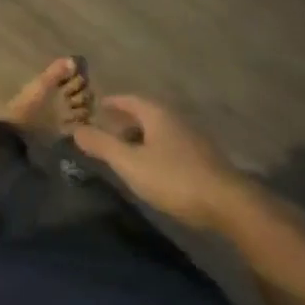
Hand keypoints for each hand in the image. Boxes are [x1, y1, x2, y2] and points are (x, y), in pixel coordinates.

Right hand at [71, 96, 258, 231]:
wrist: (229, 204)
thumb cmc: (174, 178)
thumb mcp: (130, 163)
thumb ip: (102, 146)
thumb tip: (75, 129)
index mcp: (156, 113)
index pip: (128, 99)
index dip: (111, 103)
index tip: (97, 107)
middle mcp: (175, 118)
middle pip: (145, 113)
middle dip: (125, 120)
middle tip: (107, 131)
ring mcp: (193, 138)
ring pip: (160, 130)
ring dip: (141, 136)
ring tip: (126, 151)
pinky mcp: (204, 158)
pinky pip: (172, 145)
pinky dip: (156, 149)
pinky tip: (153, 167)